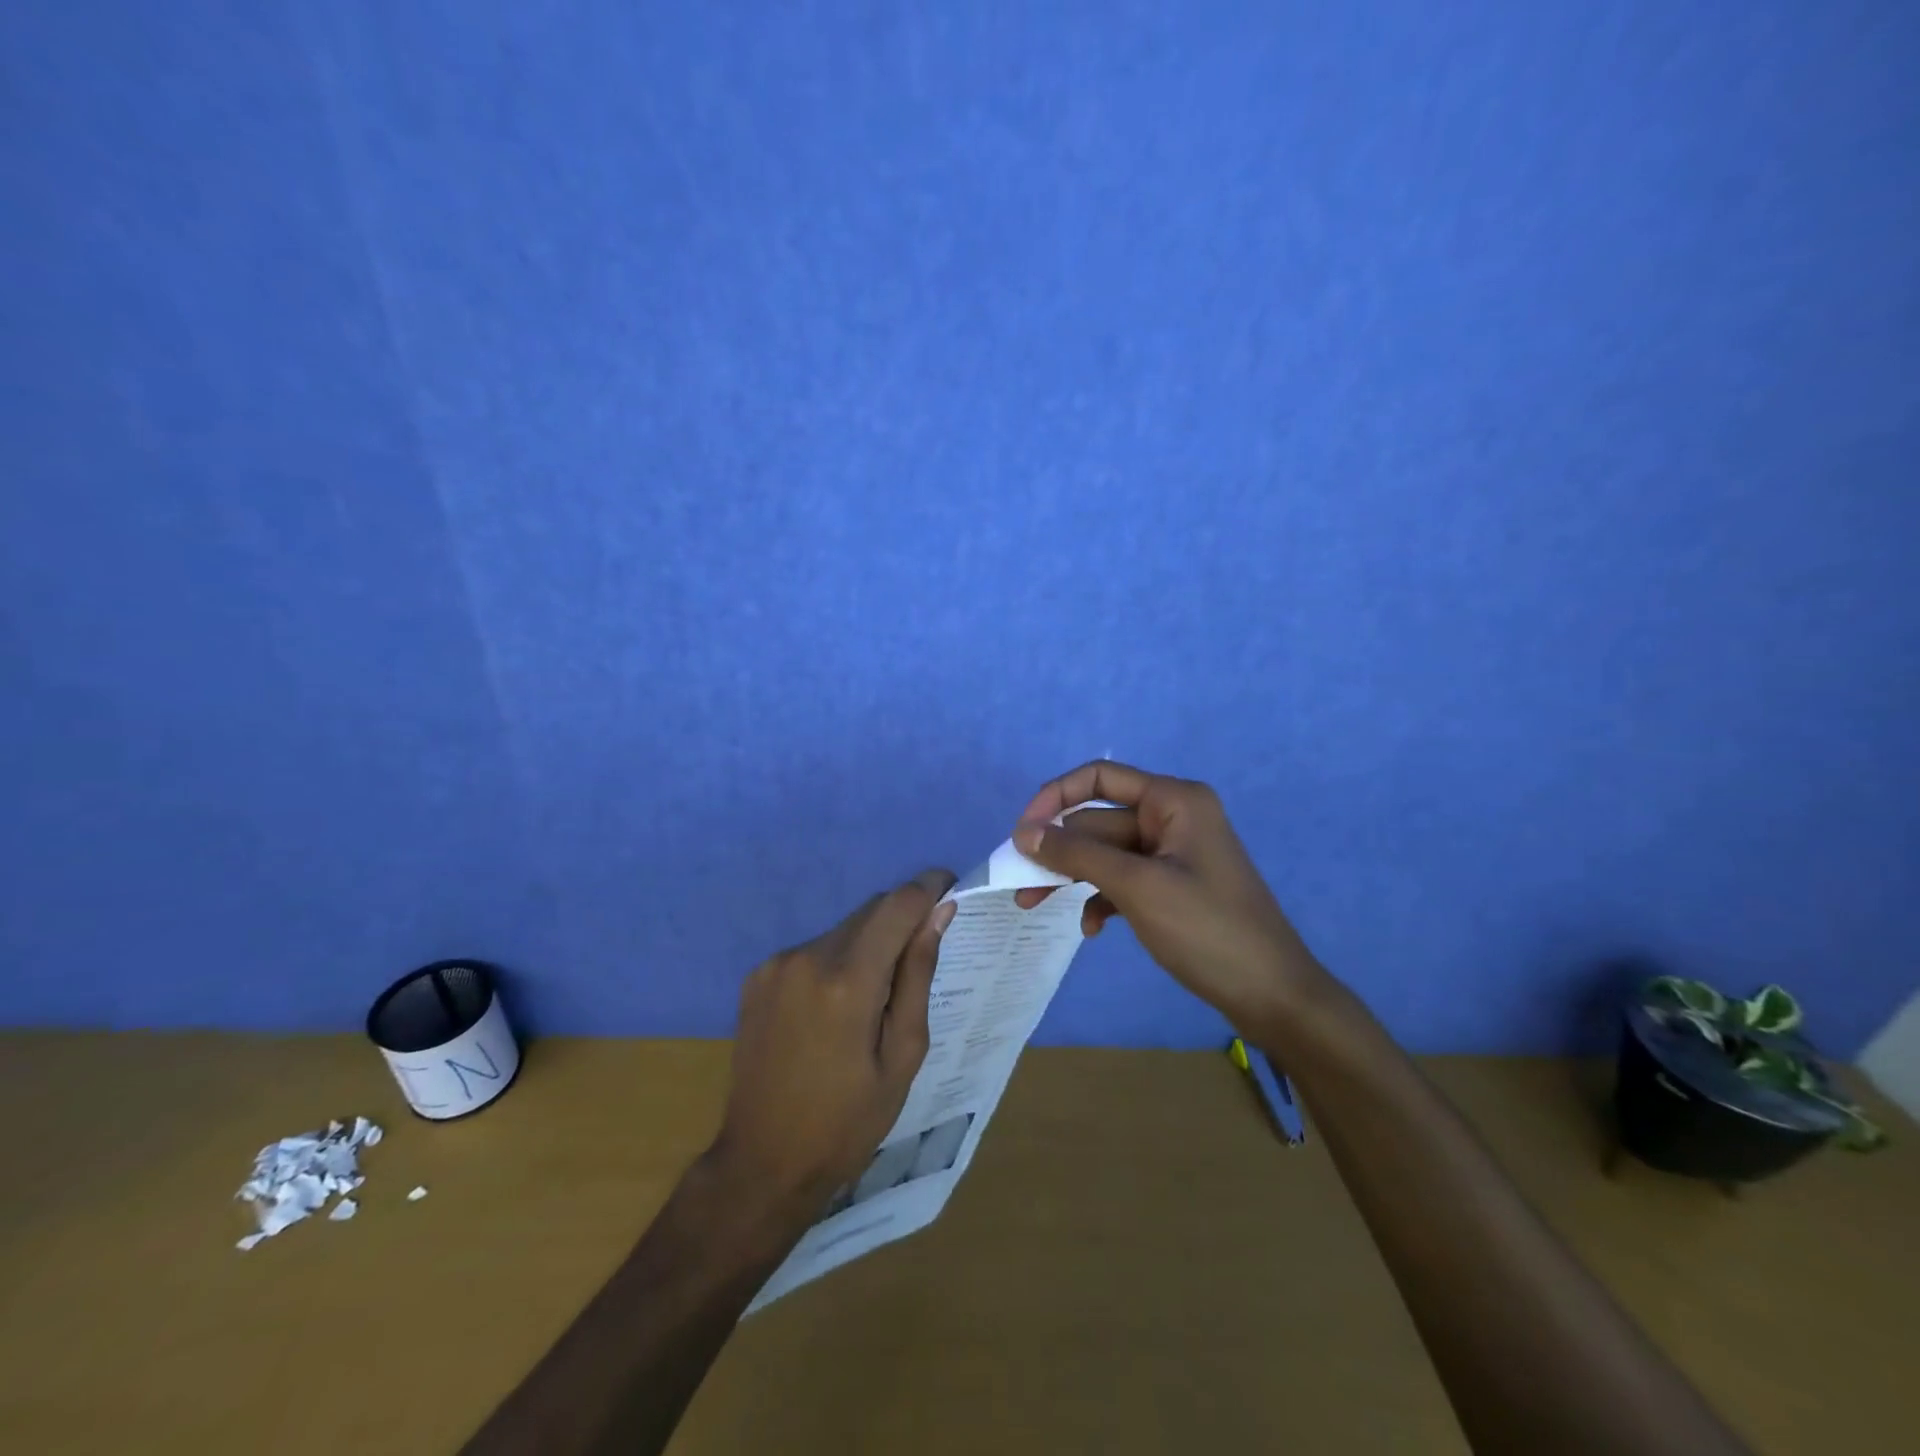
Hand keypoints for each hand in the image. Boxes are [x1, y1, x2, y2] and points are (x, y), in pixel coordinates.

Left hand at [706, 869, 957, 1221]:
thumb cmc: (847, 1121)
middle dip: (901, 920)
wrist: (762, 1163)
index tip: (951, 889)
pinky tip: (837, 1008)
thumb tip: (940, 913)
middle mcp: (807, 957)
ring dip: (869, 943)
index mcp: (848, 981)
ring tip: (876, 998)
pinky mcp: (757, 976)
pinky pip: (814, 949)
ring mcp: (776, 964)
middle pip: (870, 911)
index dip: (929, 888)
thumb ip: (919, 975)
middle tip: (921, 957)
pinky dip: (837, 961)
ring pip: (842, 929)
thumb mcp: (902, 1055)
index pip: (898, 904)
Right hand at [1011, 761, 1331, 1037]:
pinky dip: (1101, 899)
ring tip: (1033, 907)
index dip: (1055, 797)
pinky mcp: (1172, 886)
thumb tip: (1023, 833)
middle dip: (1058, 852)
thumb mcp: (1137, 887)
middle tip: (1020, 886)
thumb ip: (1077, 855)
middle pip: (1098, 821)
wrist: (1273, 996)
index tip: (1022, 832)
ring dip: (1072, 877)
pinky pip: (1123, 880)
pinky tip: (1092, 930)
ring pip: (1105, 854)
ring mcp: (1173, 854)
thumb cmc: (1207, 929)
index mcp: (1174, 800)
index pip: (1100, 778)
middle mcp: (1173, 817)